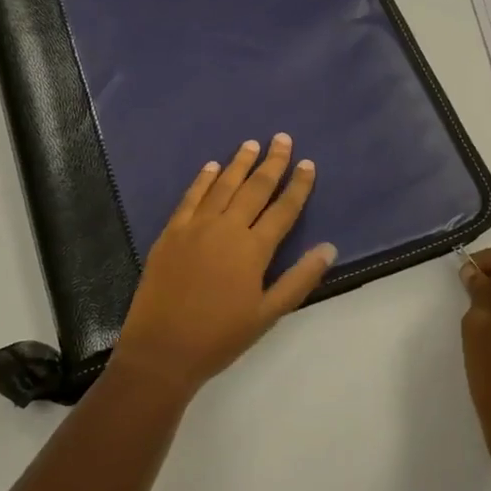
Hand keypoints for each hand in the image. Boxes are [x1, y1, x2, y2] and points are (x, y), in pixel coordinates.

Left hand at [110, 135, 336, 398]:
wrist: (161, 351)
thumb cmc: (220, 337)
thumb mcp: (268, 315)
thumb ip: (299, 279)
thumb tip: (328, 248)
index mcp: (253, 249)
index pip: (283, 209)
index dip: (298, 186)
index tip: (308, 164)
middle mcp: (226, 228)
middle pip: (255, 188)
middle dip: (272, 163)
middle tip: (282, 139)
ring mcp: (195, 227)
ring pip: (223, 186)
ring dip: (239, 163)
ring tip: (251, 143)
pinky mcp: (171, 232)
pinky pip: (191, 198)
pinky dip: (203, 180)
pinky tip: (212, 166)